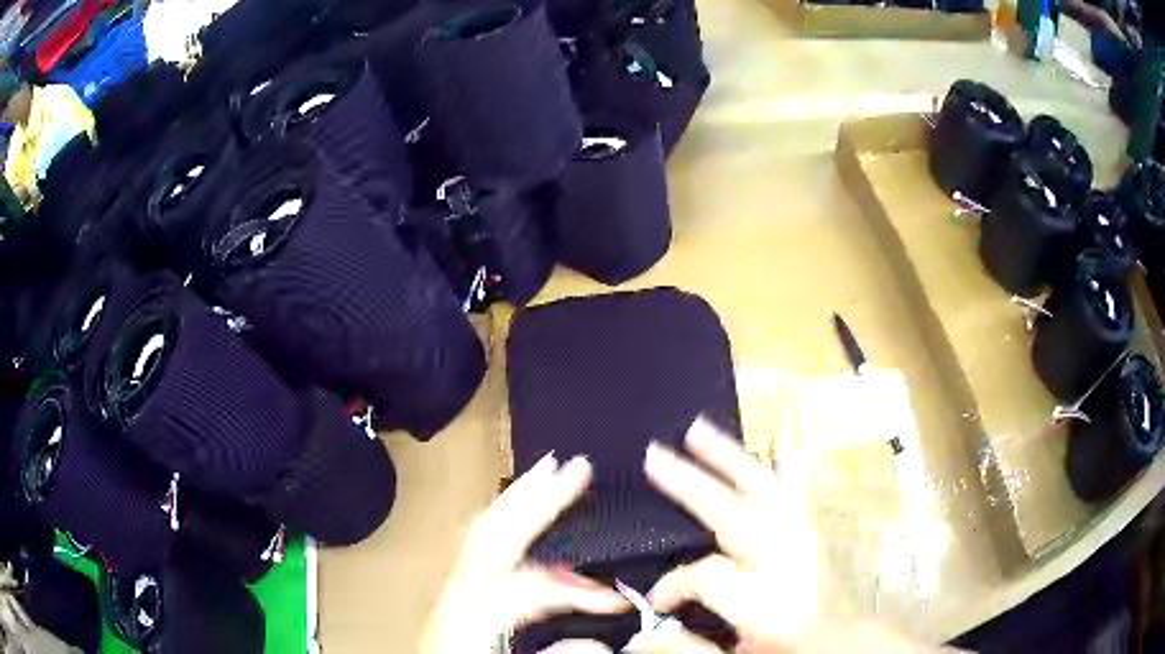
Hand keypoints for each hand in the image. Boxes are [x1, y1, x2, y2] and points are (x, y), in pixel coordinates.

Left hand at [420, 453, 628, 653]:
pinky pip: (478, 543)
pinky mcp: (453, 592)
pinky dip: (503, 520)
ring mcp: (452, 587)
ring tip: (546, 471)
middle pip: (496, 530)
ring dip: (518, 498)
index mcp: (472, 611)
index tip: (616, 602)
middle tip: (571, 465)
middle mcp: (459, 591)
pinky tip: (517, 514)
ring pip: (483, 529)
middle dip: (536, 495)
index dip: (579, 590)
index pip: (533, 584)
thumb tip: (602, 645)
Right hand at [629, 418, 946, 653]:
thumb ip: (688, 648)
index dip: (673, 584)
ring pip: (766, 491)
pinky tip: (777, 440)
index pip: (707, 575)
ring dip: (730, 460)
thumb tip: (638, 638)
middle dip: (694, 484)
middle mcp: (785, 563)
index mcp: (765, 600)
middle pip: (737, 513)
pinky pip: (800, 491)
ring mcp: (803, 542)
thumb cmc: (788, 649)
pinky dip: (786, 465)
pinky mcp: (813, 533)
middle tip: (655, 455)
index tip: (657, 601)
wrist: (843, 643)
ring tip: (699, 431)